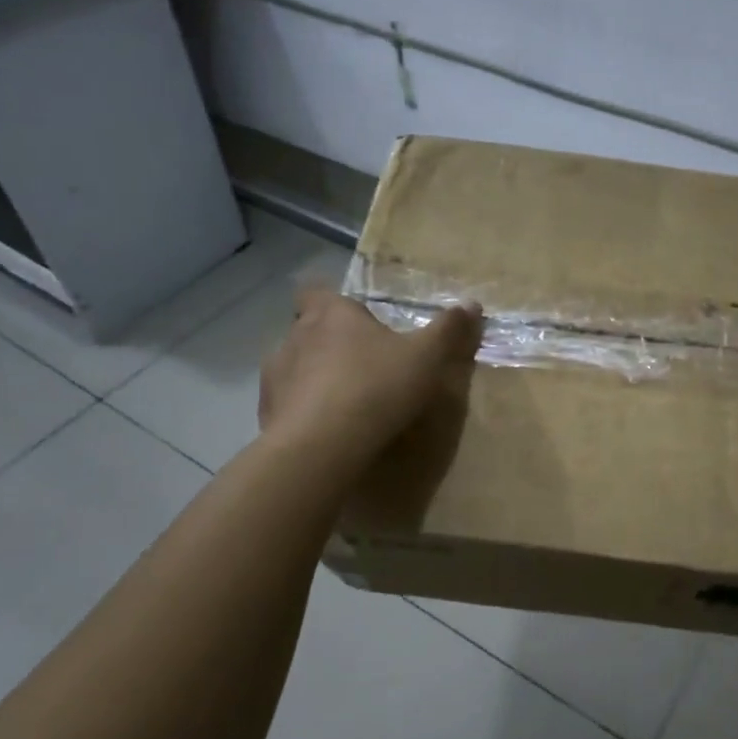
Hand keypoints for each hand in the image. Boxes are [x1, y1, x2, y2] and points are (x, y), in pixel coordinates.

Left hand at [258, 288, 481, 466]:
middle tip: (361, 362)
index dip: (331, 302)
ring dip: (312, 376)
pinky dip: (301, 411)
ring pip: (293, 366)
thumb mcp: (426, 357)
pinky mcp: (266, 413)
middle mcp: (295, 336)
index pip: (315, 291)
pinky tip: (325, 429)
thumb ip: (448, 329)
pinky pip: (285, 404)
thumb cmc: (376, 387)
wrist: (321, 447)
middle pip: (306, 328)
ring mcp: (275, 376)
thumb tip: (471, 304)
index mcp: (331, 314)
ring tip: (342, 400)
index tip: (354, 318)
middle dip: (328, 341)